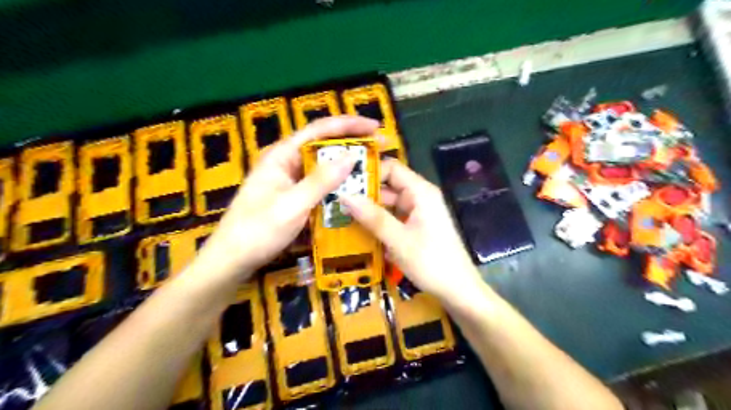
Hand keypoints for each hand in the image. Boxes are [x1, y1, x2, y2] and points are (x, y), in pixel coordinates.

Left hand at [198, 114, 379, 281]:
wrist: (233, 261)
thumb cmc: (257, 231)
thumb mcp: (292, 205)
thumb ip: (321, 181)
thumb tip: (351, 156)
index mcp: (282, 156)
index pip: (318, 130)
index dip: (348, 125)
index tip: (375, 128)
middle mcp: (287, 163)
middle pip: (323, 147)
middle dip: (352, 147)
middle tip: (380, 152)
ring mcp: (290, 181)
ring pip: (324, 168)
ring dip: (347, 169)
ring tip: (372, 172)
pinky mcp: (294, 198)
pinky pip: (320, 187)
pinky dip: (337, 187)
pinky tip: (353, 193)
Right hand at [341, 158, 483, 302]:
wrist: (458, 291)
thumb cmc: (432, 263)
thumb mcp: (399, 240)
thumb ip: (373, 217)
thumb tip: (344, 195)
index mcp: (420, 192)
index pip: (391, 168)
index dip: (368, 171)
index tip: (342, 180)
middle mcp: (419, 198)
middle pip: (388, 186)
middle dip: (363, 193)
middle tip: (335, 201)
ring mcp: (418, 213)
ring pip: (388, 204)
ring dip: (368, 210)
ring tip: (340, 215)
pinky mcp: (415, 227)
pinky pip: (393, 218)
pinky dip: (377, 223)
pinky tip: (358, 230)